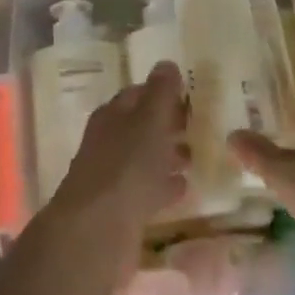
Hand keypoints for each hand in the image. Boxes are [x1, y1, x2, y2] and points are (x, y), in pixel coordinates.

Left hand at [49, 62, 190, 238]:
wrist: (97, 231)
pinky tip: (184, 188)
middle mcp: (107, 142)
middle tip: (197, 124)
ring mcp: (112, 176)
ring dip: (167, 155)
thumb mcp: (149, 122)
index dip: (160, 92)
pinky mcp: (120, 208)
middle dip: (166, 124)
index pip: (136, 94)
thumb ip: (160, 93)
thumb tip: (166, 63)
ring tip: (195, 156)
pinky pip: (147, 189)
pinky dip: (164, 186)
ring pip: (143, 158)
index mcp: (111, 116)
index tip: (188, 94)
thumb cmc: (126, 167)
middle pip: (139, 126)